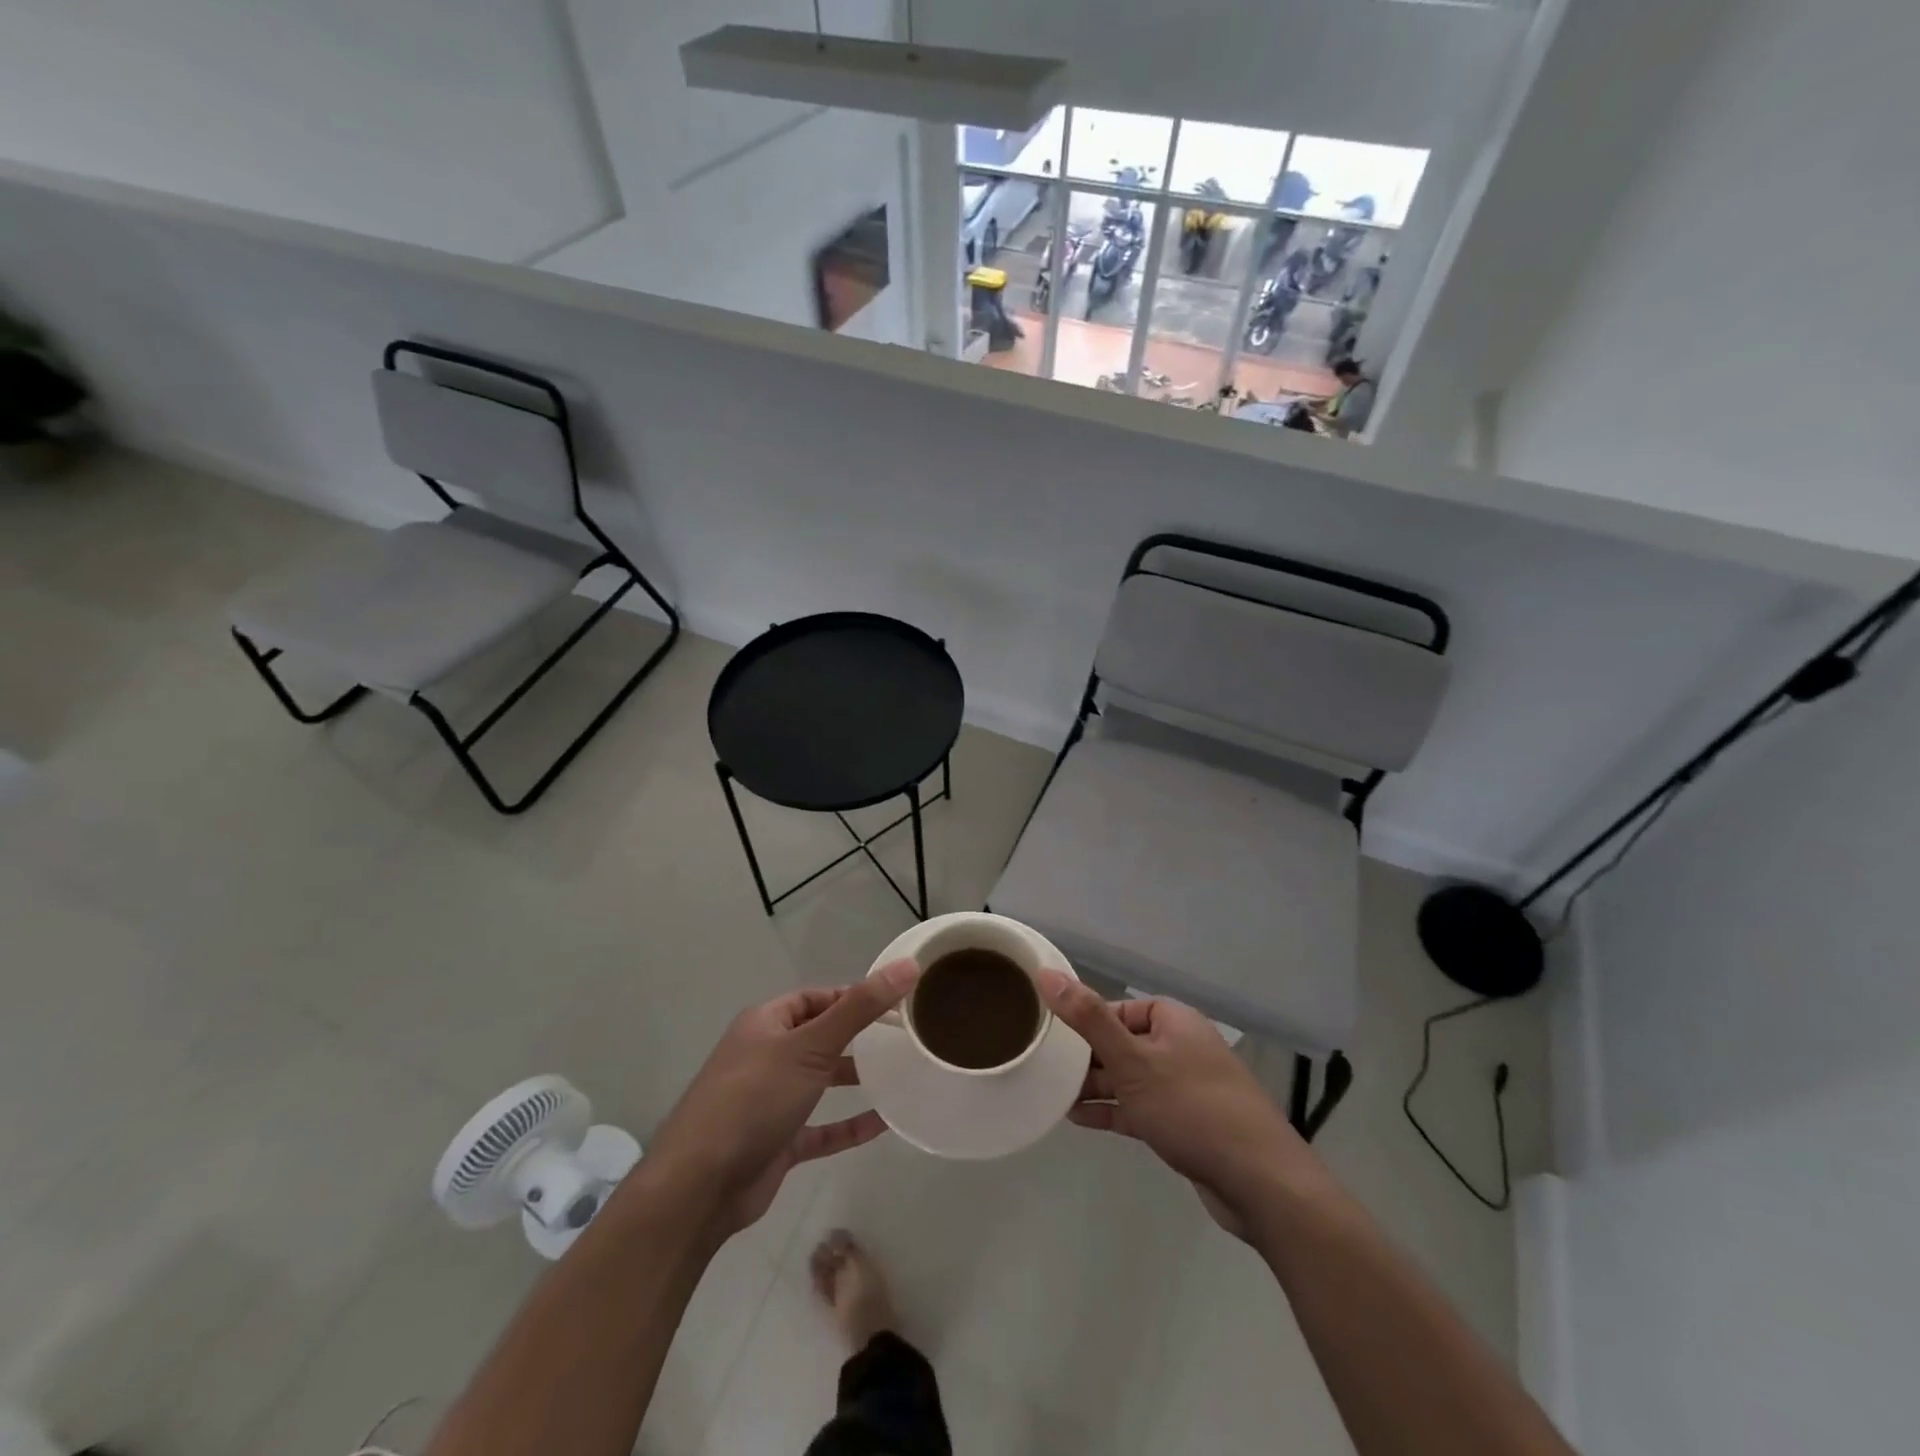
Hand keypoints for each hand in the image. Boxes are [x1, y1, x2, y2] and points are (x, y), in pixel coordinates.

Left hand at [648, 961, 917, 1234]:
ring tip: (899, 1074)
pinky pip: (820, 1128)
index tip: (895, 1002)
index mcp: (766, 1023)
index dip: (853, 996)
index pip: (816, 998)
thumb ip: (860, 1007)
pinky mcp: (776, 1142)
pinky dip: (847, 1125)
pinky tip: (883, 1124)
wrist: (699, 1186)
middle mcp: (765, 1056)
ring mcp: (770, 1101)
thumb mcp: (811, 1044)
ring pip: (818, 1081)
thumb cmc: (754, 1098)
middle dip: (856, 1036)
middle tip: (903, 1037)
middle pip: (818, 1036)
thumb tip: (908, 965)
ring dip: (853, 1078)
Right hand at [1038, 972, 1309, 1238]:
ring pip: (1130, 1078)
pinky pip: (1140, 1107)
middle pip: (1122, 1042)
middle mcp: (1180, 1046)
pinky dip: (1112, 1110)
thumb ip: (1088, 1018)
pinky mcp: (1185, 1124)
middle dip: (1086, 1057)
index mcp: (1173, 1020)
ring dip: (1096, 1086)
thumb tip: (1046, 972)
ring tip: (1053, 1094)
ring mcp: (1185, 1087)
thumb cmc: (1191, 1107)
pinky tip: (1078, 1118)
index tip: (1052, 1037)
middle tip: (1045, 1069)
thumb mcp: (1132, 1059)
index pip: (1118, 1008)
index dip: (1085, 1020)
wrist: (1260, 1182)